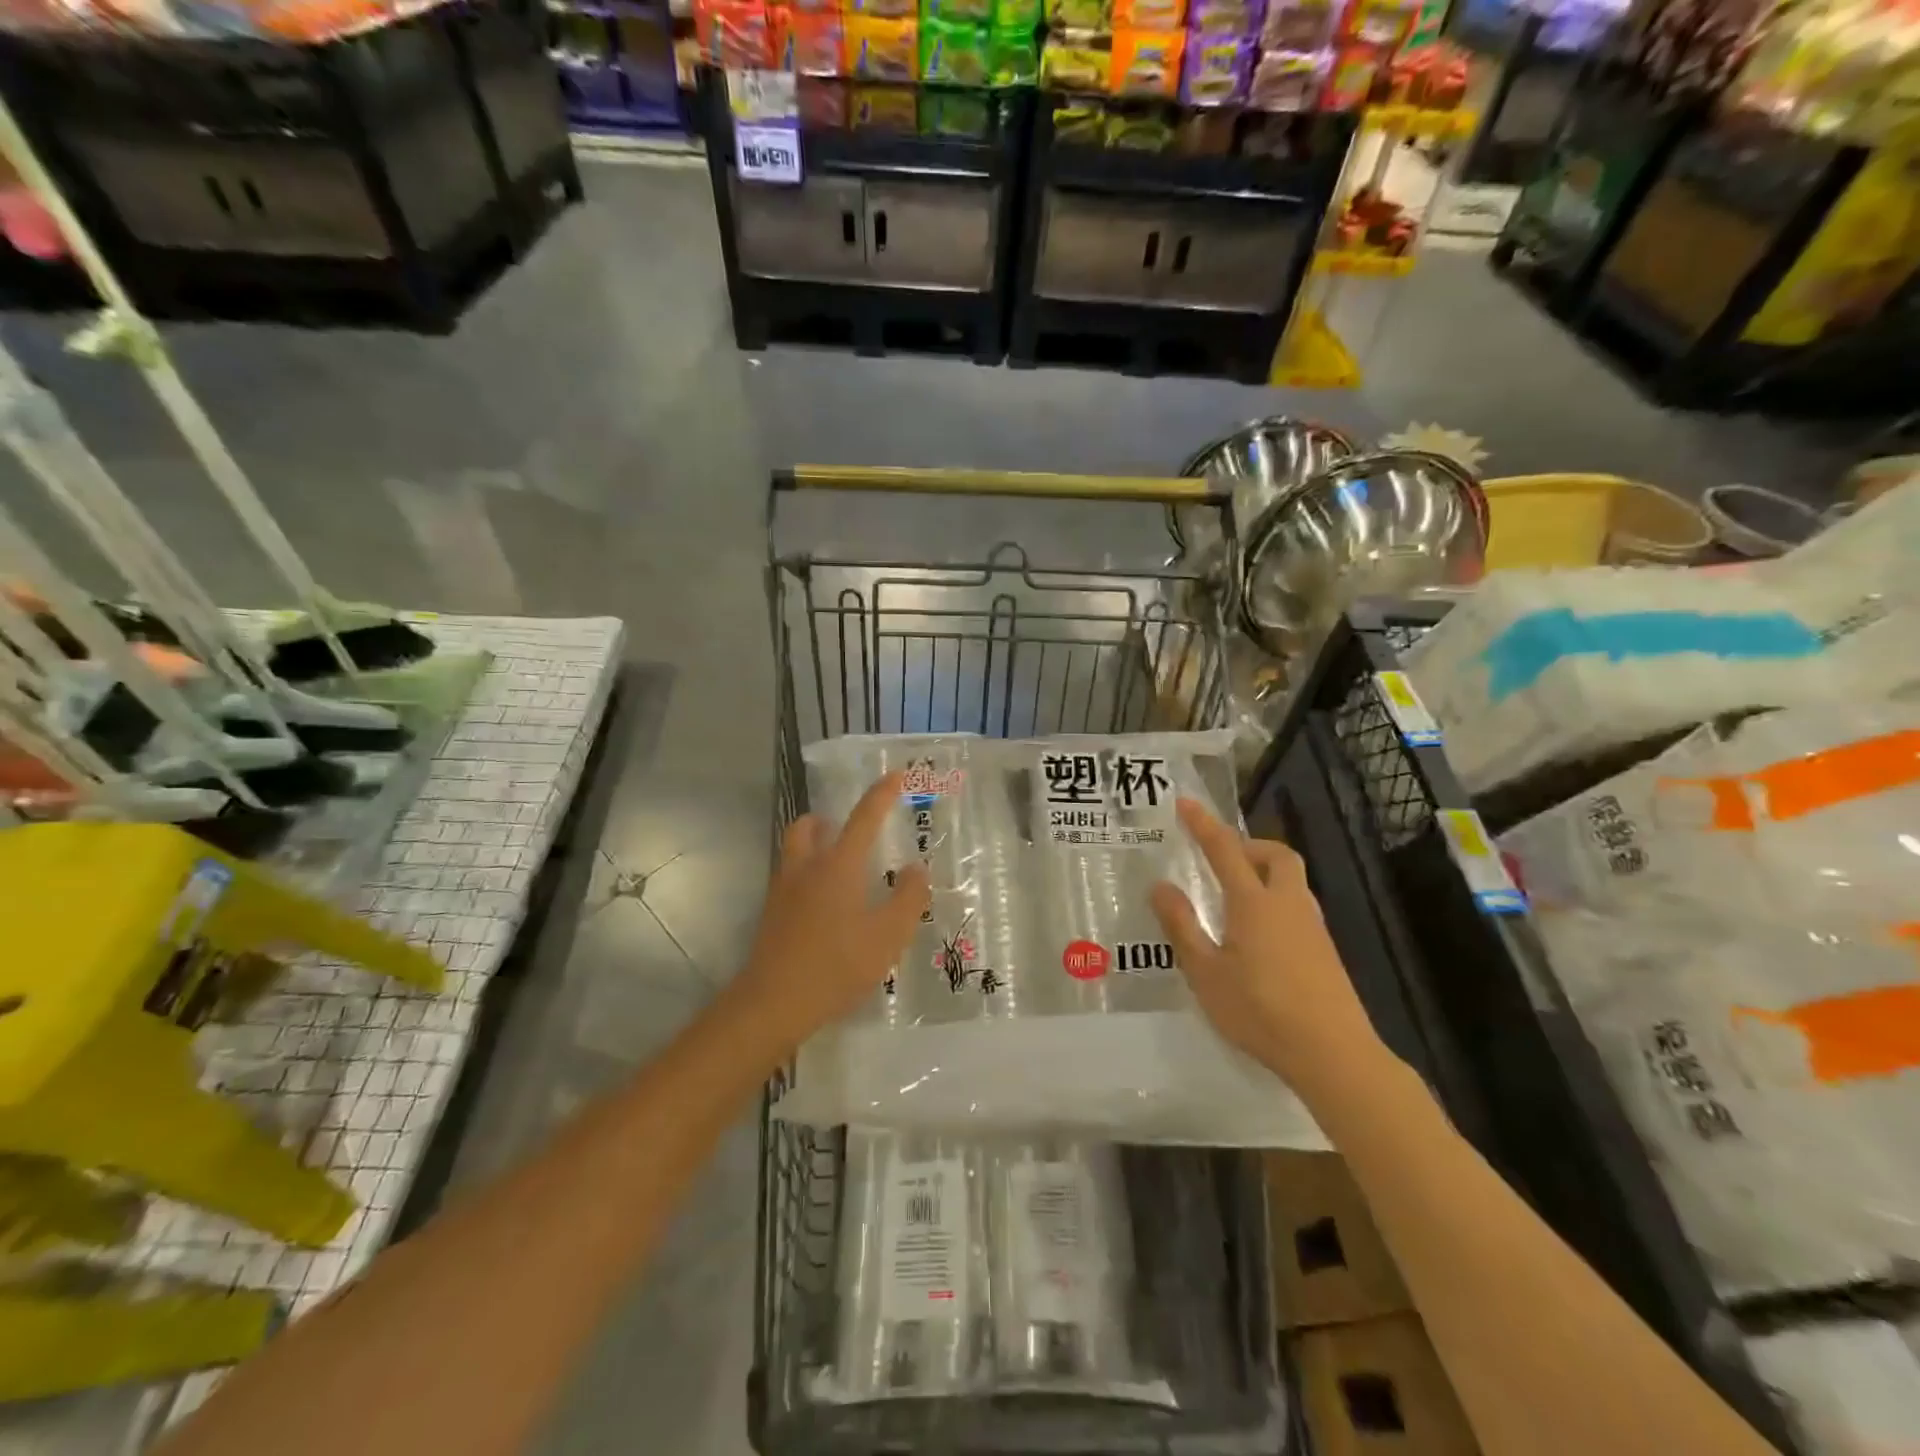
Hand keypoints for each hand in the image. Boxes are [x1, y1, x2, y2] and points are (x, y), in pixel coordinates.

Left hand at [734, 771, 930, 1046]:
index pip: (864, 818)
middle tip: (852, 828)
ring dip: (814, 842)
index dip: (881, 794)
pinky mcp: (771, 912)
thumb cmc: (837, 965)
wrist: (774, 1002)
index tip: (894, 775)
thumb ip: (908, 898)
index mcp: (839, 865)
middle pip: (812, 825)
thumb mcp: (888, 936)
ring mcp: (783, 889)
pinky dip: (807, 872)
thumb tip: (917, 869)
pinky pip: (790, 875)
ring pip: (795, 848)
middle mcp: (807, 867)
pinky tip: (824, 902)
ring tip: (839, 862)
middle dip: (831, 818)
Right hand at [1151, 798, 1386, 1097]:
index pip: (1225, 850)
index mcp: (1254, 903)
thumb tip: (1160, 886)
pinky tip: (1260, 932)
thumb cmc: (1260, 1011)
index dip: (1203, 824)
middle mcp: (1287, 904)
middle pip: (1276, 854)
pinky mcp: (1325, 950)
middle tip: (1220, 857)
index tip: (1186, 803)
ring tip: (1235, 894)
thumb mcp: (1206, 972)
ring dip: (1264, 871)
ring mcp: (1312, 926)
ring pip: (1291, 879)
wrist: (1333, 1053)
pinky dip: (1275, 898)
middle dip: (1248, 844)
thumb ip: (1182, 926)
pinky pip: (1297, 904)